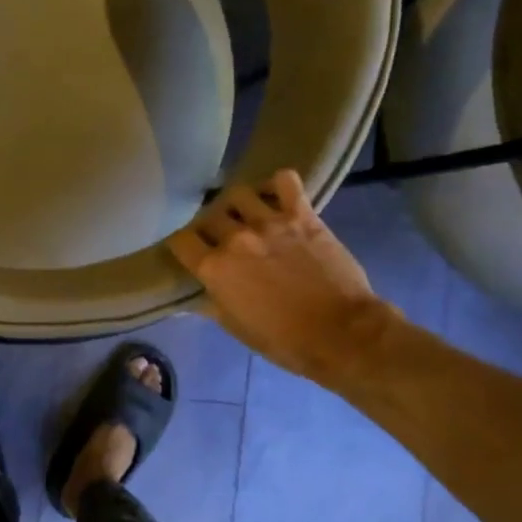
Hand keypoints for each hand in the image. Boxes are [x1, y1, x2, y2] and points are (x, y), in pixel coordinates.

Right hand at [167, 168, 394, 385]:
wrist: (341, 333)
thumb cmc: (283, 340)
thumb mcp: (235, 328)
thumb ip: (212, 304)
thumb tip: (195, 298)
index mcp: (214, 268)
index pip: (180, 240)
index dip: (183, 245)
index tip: (191, 252)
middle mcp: (235, 238)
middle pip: (209, 215)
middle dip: (211, 226)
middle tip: (222, 237)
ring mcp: (269, 222)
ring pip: (239, 193)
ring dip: (239, 204)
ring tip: (247, 215)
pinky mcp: (302, 215)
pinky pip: (285, 181)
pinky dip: (278, 184)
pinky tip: (277, 196)